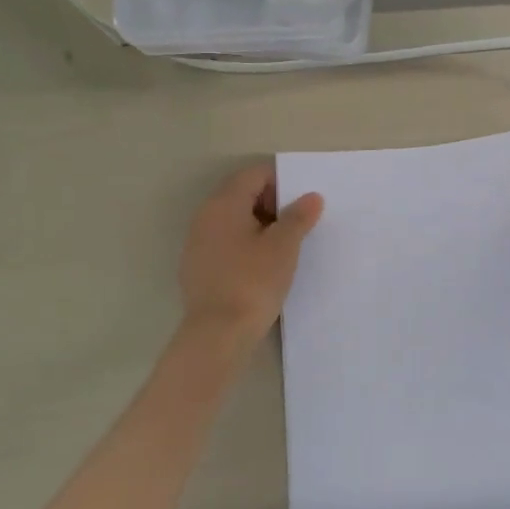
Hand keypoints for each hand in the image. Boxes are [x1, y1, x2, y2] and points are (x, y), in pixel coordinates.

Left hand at [179, 164, 323, 345]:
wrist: (218, 334)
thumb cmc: (253, 281)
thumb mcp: (284, 246)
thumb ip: (298, 217)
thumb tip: (311, 196)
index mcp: (224, 204)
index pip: (255, 175)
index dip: (282, 182)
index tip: (303, 203)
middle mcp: (205, 217)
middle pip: (242, 194)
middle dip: (273, 204)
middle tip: (299, 224)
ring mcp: (198, 243)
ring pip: (234, 221)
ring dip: (261, 226)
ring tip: (286, 247)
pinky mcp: (198, 267)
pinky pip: (227, 243)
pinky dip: (247, 245)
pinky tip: (265, 267)